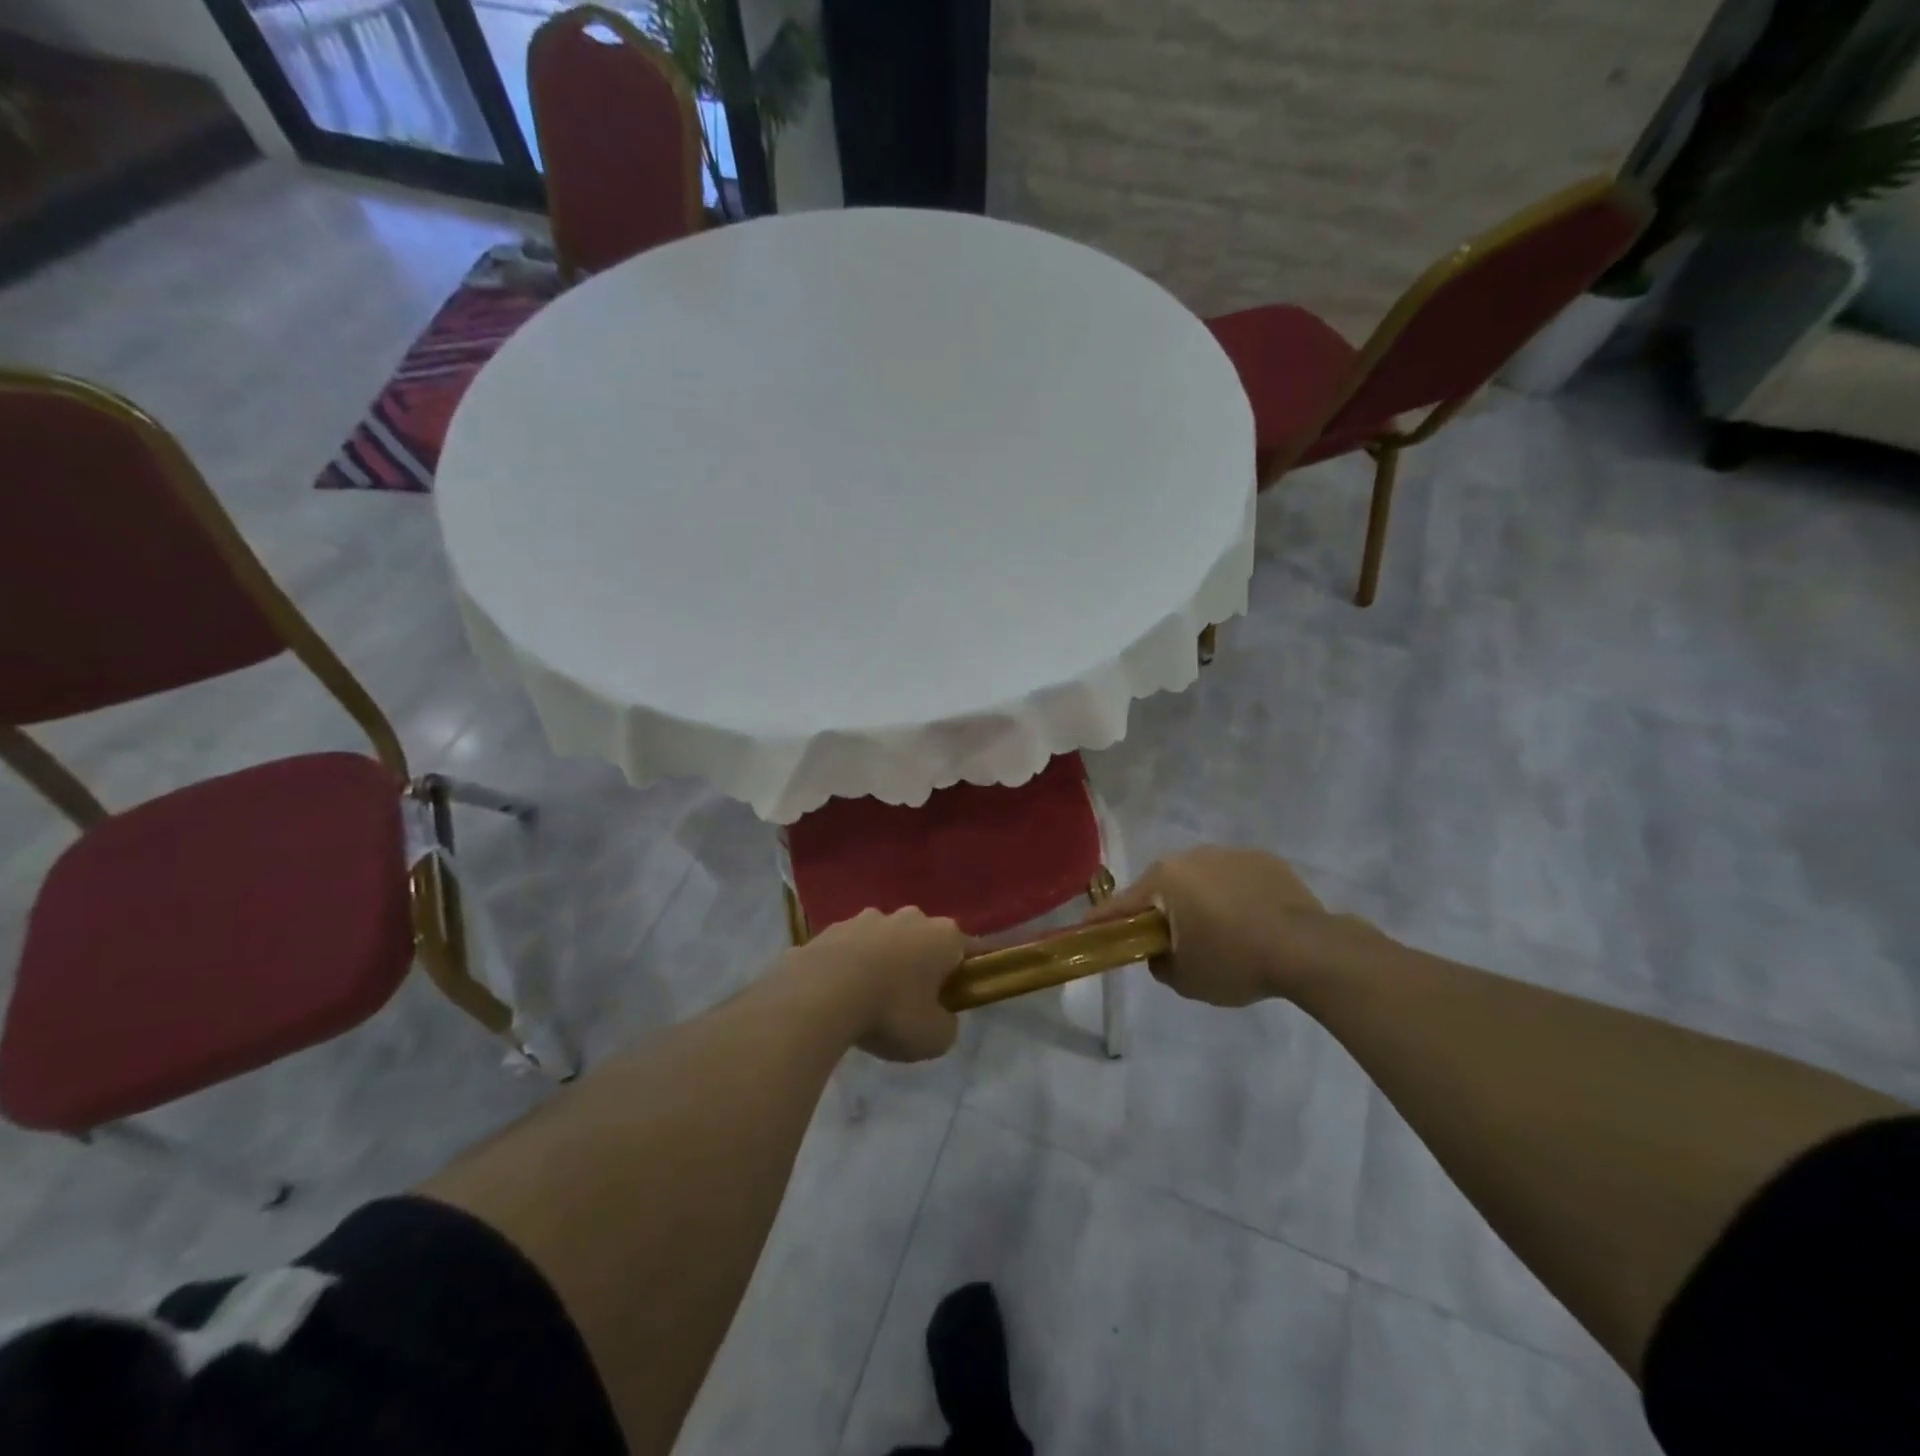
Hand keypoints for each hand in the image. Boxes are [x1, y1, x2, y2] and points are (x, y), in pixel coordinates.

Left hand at [791, 908, 964, 1061]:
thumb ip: (946, 1024)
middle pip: (922, 940)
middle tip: (910, 1002)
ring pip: (883, 940)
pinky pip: (849, 949)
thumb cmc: (891, 1012)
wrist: (821, 994)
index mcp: (943, 935)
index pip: (966, 949)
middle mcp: (909, 917)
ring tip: (867, 1000)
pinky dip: (848, 966)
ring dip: (881, 961)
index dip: (964, 973)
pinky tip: (837, 996)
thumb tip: (940, 1017)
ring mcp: (867, 918)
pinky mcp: (831, 928)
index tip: (955, 997)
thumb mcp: (934, 1037)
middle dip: (919, 964)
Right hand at [1097, 846, 1356, 1006]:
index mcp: (1165, 879)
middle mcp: (1192, 856)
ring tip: (1221, 933)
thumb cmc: (1235, 961)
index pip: (1122, 904)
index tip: (1087, 929)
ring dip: (1200, 901)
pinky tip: (1252, 922)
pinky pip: (1236, 879)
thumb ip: (1160, 964)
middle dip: (1162, 911)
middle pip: (1164, 887)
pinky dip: (1234, 896)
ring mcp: (1230, 854)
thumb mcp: (1185, 979)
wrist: (1308, 949)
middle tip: (1170, 941)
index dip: (1103, 921)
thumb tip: (1161, 952)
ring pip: (1201, 879)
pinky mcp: (1264, 859)